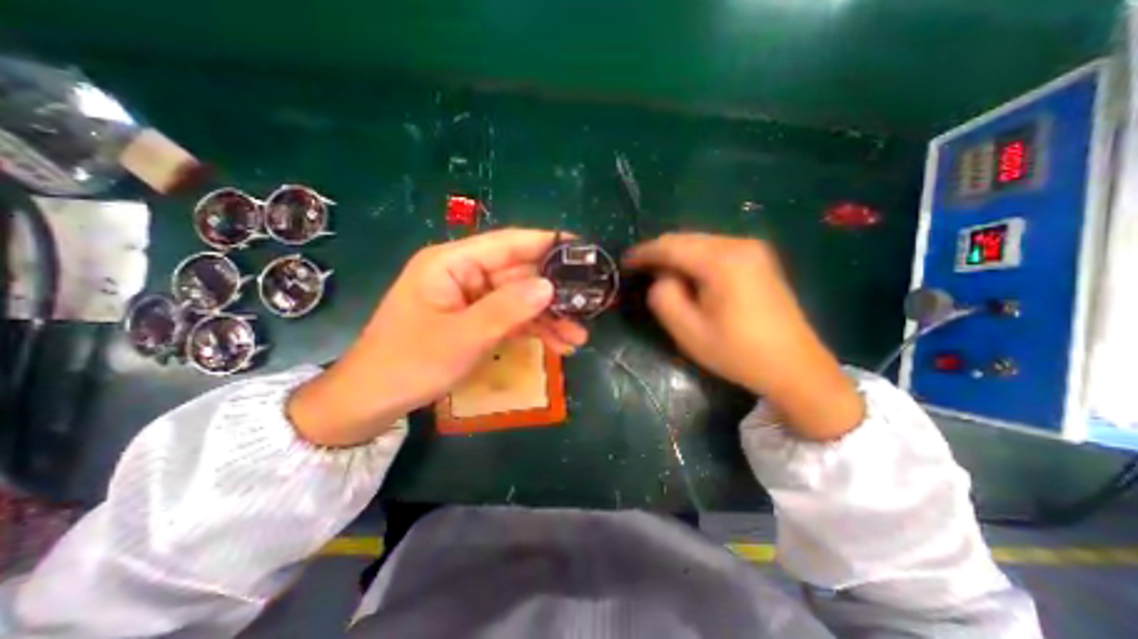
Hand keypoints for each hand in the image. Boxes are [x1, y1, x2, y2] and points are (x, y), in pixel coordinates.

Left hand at [290, 231, 585, 445]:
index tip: (582, 249)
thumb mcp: (462, 337)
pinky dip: (533, 331)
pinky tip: (558, 345)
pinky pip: (511, 318)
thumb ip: (507, 309)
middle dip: (554, 294)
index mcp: (452, 263)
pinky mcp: (476, 319)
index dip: (546, 243)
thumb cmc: (410, 363)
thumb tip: (549, 285)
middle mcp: (464, 274)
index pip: (508, 244)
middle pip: (519, 275)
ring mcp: (472, 298)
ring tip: (578, 338)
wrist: (374, 400)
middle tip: (588, 307)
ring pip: (520, 300)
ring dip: (549, 318)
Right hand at [620, 232, 862, 438]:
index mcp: (722, 261)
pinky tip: (687, 275)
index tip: (625, 261)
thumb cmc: (738, 353)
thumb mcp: (689, 331)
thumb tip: (662, 278)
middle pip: (687, 239)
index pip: (672, 246)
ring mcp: (753, 250)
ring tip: (659, 273)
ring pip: (701, 243)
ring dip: (677, 256)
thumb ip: (664, 297)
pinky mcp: (759, 260)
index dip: (644, 252)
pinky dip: (695, 259)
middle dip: (660, 252)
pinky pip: (715, 250)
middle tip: (639, 269)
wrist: (795, 367)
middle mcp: (739, 245)